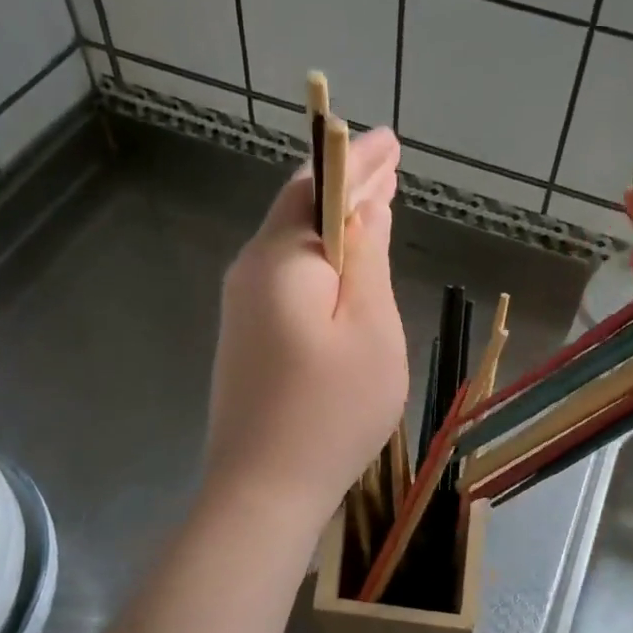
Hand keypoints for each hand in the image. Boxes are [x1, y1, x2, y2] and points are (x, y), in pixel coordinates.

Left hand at [204, 127, 407, 525]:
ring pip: (293, 243)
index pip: (320, 186)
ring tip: (376, 202)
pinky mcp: (245, 336)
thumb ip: (367, 260)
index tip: (391, 141)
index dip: (358, 161)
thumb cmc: (330, 411)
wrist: (261, 490)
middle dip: (347, 185)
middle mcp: (251, 270)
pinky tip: (345, 263)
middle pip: (301, 209)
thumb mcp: (369, 329)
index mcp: (281, 258)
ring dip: (335, 220)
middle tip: (389, 165)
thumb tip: (366, 207)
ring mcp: (241, 306)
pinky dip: (321, 257)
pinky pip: (287, 276)